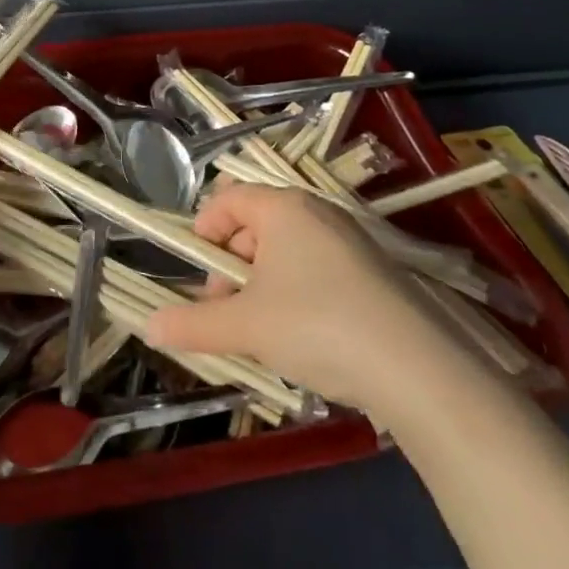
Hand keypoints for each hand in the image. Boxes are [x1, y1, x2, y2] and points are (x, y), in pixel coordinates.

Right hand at [145, 183, 478, 424]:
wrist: (419, 370)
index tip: (195, 270)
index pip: (228, 199)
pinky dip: (295, 293)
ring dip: (260, 284)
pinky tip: (300, 337)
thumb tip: (148, 326)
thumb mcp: (246, 326)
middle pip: (255, 225)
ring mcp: (351, 243)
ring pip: (287, 251)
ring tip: (258, 330)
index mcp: (283, 209)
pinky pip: (317, 270)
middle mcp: (318, 214)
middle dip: (230, 265)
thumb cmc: (317, 326)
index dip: (203, 229)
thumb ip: (193, 324)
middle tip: (223, 308)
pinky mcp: (375, 275)